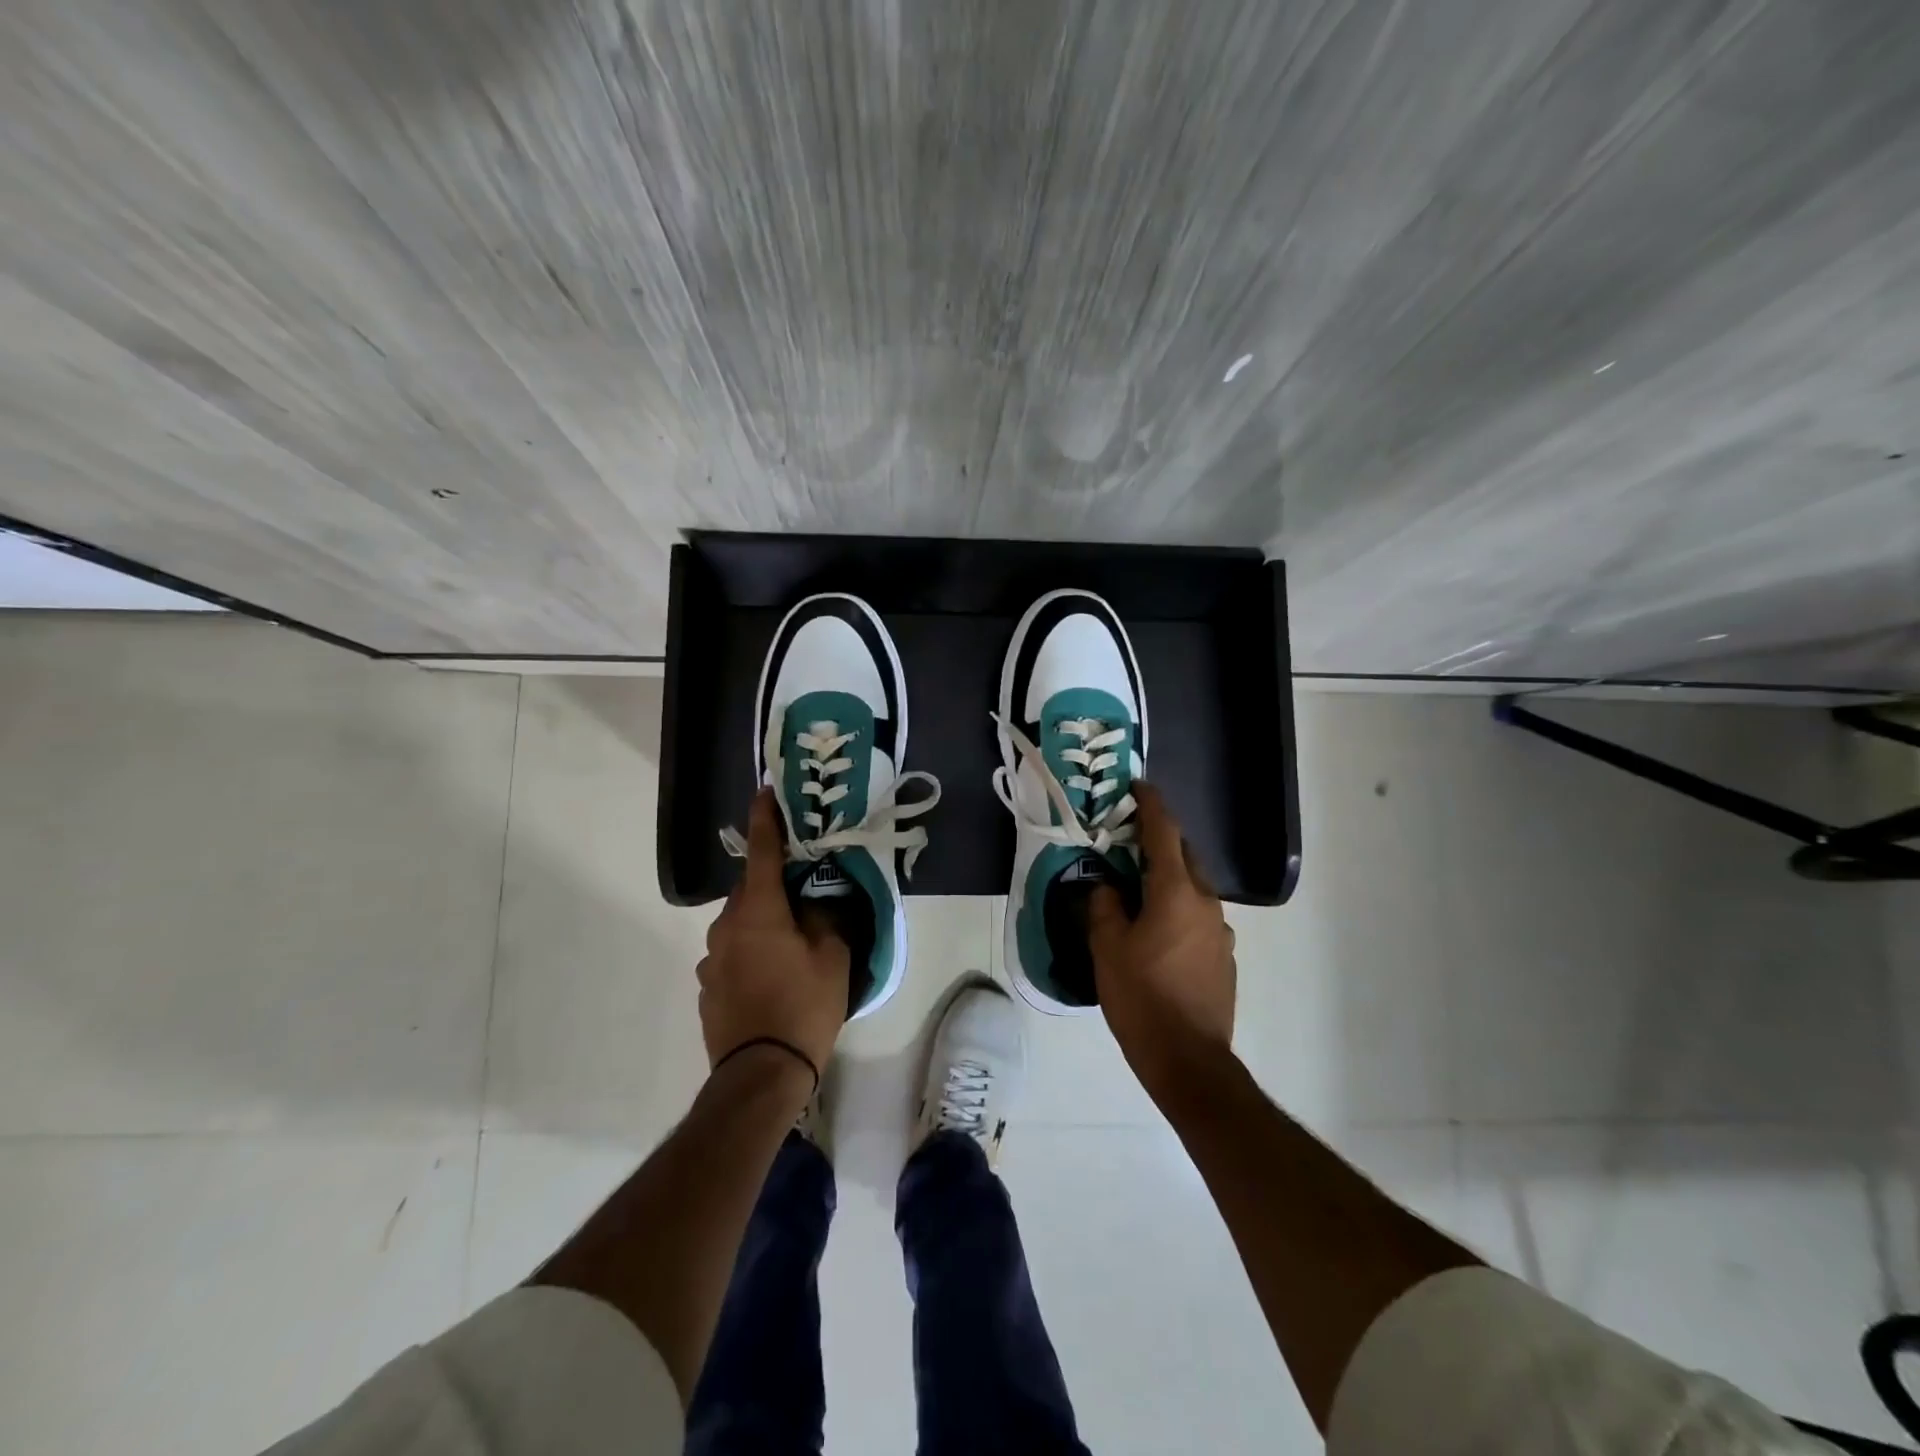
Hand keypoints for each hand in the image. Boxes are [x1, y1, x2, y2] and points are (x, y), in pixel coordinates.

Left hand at [697, 789, 849, 1083]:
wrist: (760, 1074)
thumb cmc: (803, 1006)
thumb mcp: (831, 957)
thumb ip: (825, 917)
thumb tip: (815, 901)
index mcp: (758, 911)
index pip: (762, 852)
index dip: (766, 819)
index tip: (765, 792)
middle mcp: (726, 926)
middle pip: (750, 890)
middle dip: (773, 884)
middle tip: (802, 892)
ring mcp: (711, 959)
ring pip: (740, 924)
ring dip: (762, 922)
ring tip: (791, 944)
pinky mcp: (707, 987)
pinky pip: (732, 954)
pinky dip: (750, 952)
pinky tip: (771, 978)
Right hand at [1087, 782, 1236, 1099]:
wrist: (1189, 1060)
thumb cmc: (1142, 996)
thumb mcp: (1107, 947)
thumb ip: (1105, 906)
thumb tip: (1107, 886)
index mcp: (1176, 891)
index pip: (1164, 832)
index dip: (1151, 804)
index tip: (1139, 785)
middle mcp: (1206, 902)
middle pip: (1184, 857)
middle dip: (1159, 842)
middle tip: (1128, 842)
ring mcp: (1220, 931)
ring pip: (1192, 889)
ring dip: (1168, 879)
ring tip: (1138, 891)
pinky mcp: (1224, 958)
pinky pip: (1198, 917)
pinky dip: (1178, 909)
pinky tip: (1157, 933)